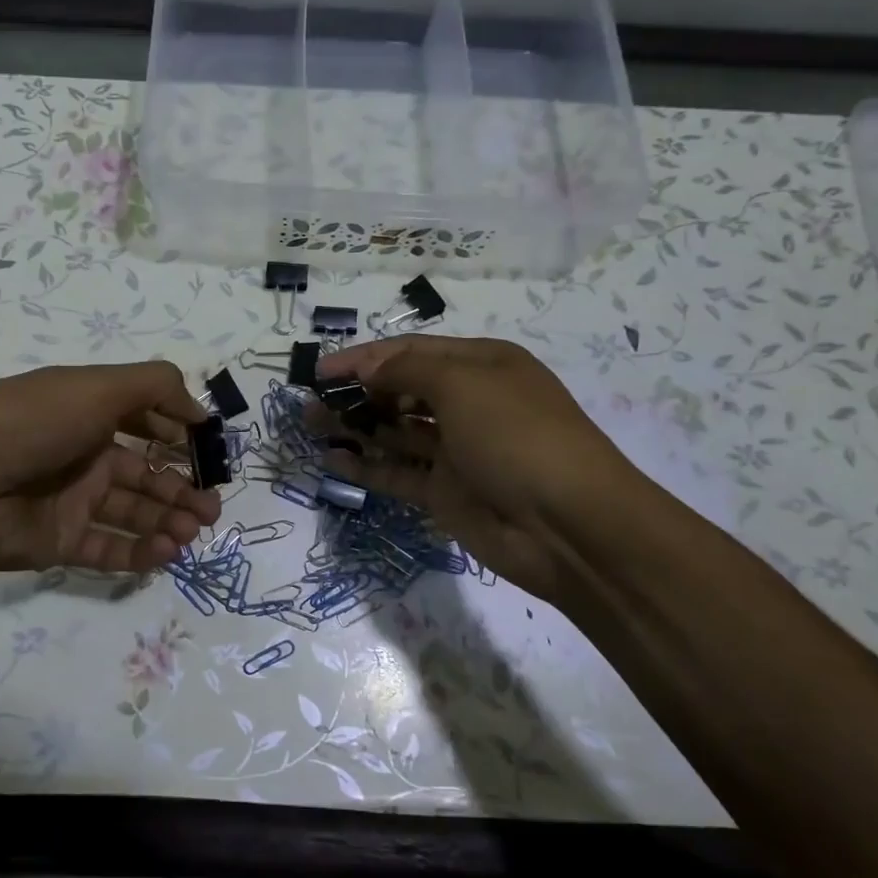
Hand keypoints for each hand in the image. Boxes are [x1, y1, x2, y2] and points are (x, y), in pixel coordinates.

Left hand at [0, 360, 221, 573]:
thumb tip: (198, 410)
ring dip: (170, 522)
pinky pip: (110, 549)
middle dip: (183, 490)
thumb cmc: (32, 421)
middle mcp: (85, 457)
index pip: (146, 425)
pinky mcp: (60, 542)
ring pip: (134, 515)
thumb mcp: (97, 386)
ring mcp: (72, 502)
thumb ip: (156, 387)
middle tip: (213, 509)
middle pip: (146, 477)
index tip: (209, 453)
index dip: (178, 437)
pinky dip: (142, 552)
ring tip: (195, 531)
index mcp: (92, 415)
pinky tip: (168, 551)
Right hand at [315, 336, 642, 601]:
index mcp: (480, 365)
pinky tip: (332, 461)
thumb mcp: (463, 385)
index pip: (410, 352)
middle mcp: (467, 403)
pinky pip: (397, 473)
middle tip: (310, 401)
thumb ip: (407, 372)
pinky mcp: (445, 492)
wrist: (568, 526)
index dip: (363, 358)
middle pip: (400, 390)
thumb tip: (368, 371)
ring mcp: (455, 451)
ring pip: (394, 432)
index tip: (320, 370)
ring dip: (354, 426)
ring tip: (309, 425)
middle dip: (356, 392)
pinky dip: (366, 466)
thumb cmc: (517, 436)